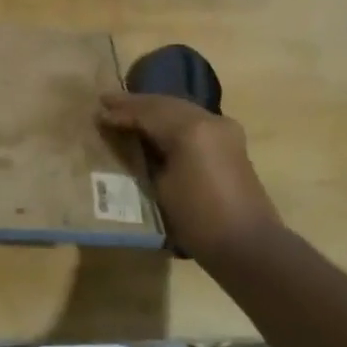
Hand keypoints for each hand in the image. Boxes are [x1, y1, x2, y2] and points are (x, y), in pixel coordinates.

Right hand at [98, 92, 280, 262]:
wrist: (247, 245)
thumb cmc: (197, 219)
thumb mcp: (160, 187)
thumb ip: (143, 157)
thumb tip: (127, 141)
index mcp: (190, 129)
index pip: (148, 112)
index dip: (122, 112)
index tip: (98, 111)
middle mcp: (209, 119)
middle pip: (166, 104)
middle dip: (136, 104)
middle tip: (107, 102)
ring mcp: (224, 129)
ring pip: (181, 109)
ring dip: (154, 109)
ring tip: (127, 110)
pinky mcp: (230, 142)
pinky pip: (193, 120)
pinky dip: (171, 119)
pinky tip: (155, 125)